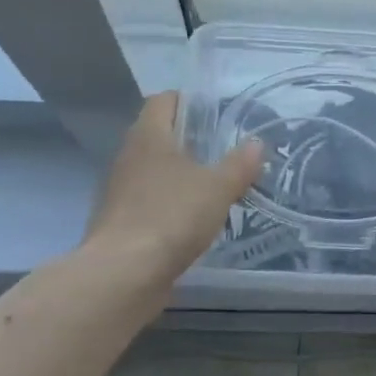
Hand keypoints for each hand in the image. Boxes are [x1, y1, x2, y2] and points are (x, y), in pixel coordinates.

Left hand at [83, 92, 263, 288]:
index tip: (217, 113)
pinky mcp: (119, 223)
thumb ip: (239, 164)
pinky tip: (192, 219)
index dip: (189, 101)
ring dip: (179, 175)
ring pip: (153, 170)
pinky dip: (169, 204)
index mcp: (148, 136)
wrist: (122, 275)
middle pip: (159, 135)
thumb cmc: (171, 216)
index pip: (163, 100)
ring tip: (214, 185)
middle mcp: (128, 156)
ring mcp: (119, 191)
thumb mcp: (218, 188)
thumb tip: (256, 143)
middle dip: (190, 140)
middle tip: (224, 149)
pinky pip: (148, 201)